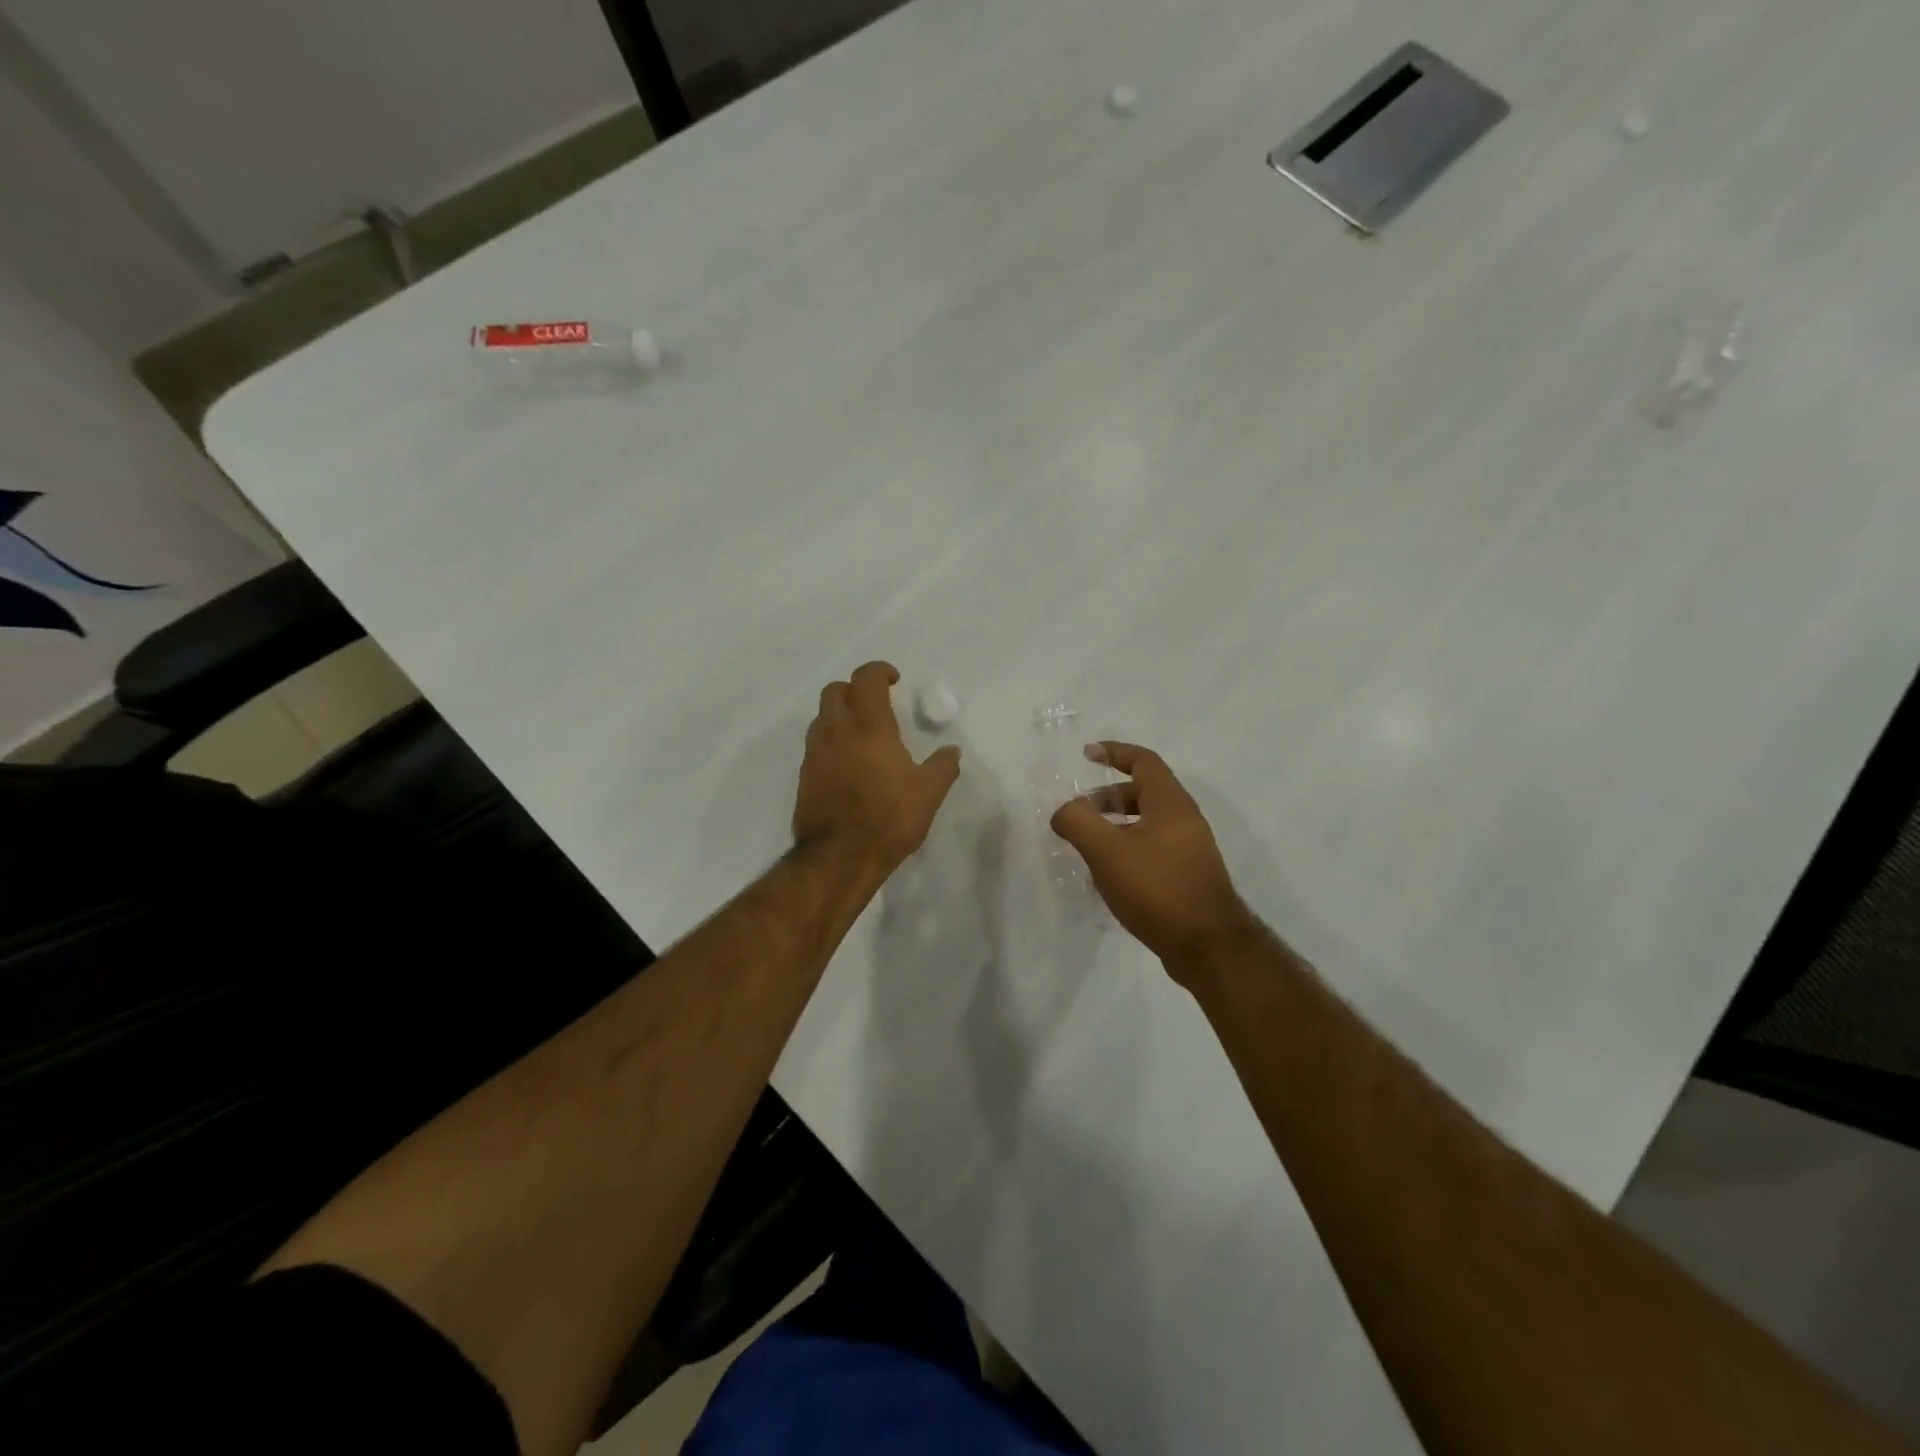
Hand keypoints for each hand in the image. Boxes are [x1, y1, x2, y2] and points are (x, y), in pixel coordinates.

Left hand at [794, 662, 961, 876]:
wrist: (840, 856)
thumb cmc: (888, 818)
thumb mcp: (928, 793)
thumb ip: (942, 767)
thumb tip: (951, 751)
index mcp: (869, 726)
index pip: (866, 679)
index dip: (879, 671)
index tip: (894, 680)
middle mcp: (836, 731)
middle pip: (835, 690)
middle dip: (855, 689)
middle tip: (876, 703)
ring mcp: (815, 753)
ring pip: (821, 716)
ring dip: (840, 713)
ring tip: (862, 732)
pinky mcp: (804, 775)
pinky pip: (815, 743)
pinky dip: (830, 739)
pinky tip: (847, 761)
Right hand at [1051, 741, 1256, 974]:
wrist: (1208, 946)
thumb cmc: (1157, 888)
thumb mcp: (1107, 851)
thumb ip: (1078, 822)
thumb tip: (1063, 810)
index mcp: (1170, 803)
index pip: (1143, 760)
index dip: (1114, 752)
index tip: (1087, 755)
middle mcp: (1185, 820)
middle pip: (1144, 792)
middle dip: (1107, 796)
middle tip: (1079, 812)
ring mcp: (1190, 849)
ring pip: (1147, 823)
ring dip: (1115, 826)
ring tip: (1088, 846)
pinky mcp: (1189, 876)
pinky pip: (1153, 848)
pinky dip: (1127, 849)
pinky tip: (1108, 877)